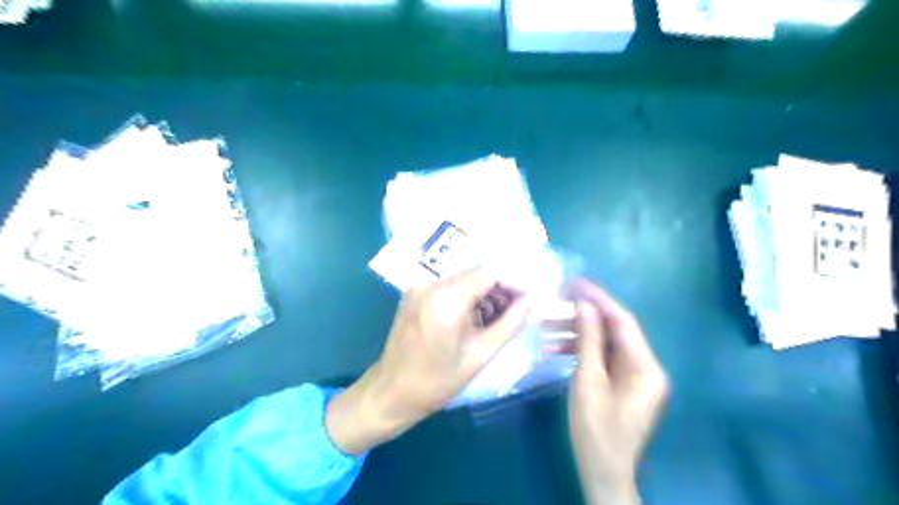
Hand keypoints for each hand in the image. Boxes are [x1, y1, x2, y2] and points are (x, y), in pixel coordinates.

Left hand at [328, 270, 527, 456]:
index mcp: (446, 299)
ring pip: (464, 279)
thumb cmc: (437, 381)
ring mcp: (420, 286)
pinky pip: (450, 287)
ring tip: (499, 318)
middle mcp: (431, 284)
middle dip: (502, 288)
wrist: (391, 392)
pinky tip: (477, 317)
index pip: (490, 272)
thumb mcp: (480, 354)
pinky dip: (468, 297)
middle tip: (519, 309)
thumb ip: (510, 323)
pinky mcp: (415, 293)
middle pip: (477, 273)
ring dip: (485, 293)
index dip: (515, 280)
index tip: (531, 296)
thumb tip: (531, 301)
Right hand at [559, 279, 665, 503]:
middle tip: (555, 303)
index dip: (598, 299)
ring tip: (546, 327)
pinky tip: (555, 348)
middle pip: (614, 330)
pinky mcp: (623, 384)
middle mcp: (646, 367)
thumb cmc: (595, 430)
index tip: (574, 283)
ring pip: (605, 343)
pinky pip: (603, 358)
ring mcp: (635, 376)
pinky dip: (581, 351)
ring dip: (578, 333)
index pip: (622, 321)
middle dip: (583, 315)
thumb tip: (585, 305)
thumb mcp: (588, 382)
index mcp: (645, 367)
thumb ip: (588, 341)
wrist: (603, 472)